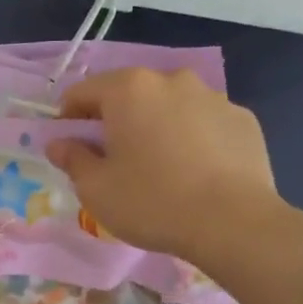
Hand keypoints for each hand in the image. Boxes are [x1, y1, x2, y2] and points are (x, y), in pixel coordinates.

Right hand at [46, 68, 284, 267]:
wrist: (233, 223)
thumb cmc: (152, 202)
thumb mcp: (95, 188)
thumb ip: (72, 159)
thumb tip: (59, 143)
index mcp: (129, 89)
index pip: (82, 92)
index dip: (68, 119)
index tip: (70, 148)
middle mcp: (171, 80)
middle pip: (129, 95)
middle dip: (116, 121)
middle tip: (114, 161)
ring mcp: (213, 96)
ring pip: (169, 107)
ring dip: (156, 127)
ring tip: (160, 168)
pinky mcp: (243, 119)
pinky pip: (204, 123)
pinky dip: (192, 139)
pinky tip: (195, 173)